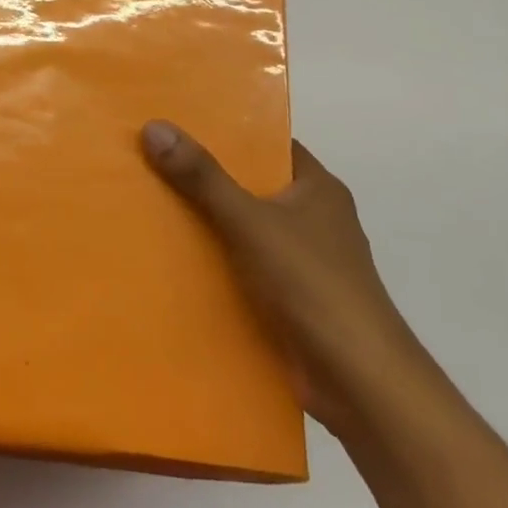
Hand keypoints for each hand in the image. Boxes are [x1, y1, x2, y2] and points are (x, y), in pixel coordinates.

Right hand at [141, 123, 426, 435]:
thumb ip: (202, 177)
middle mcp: (313, 219)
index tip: (178, 122)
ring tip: (148, 203)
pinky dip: (214, 264)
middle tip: (149, 159)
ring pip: (243, 229)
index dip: (226, 131)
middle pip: (250, 186)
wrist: (360, 385)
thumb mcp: (250, 221)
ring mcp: (302, 262)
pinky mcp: (290, 301)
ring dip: (205, 223)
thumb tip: (154, 127)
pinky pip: (243, 268)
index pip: (268, 144)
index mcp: (316, 188)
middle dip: (204, 177)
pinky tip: (170, 259)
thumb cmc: (312, 285)